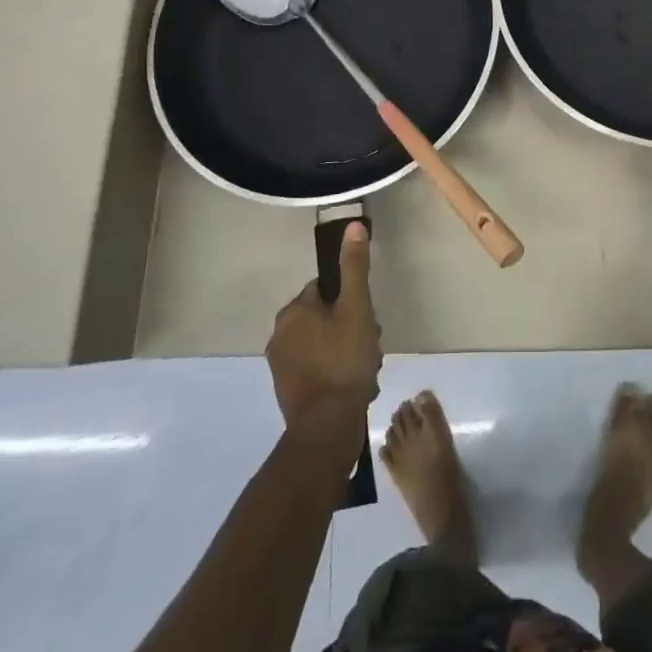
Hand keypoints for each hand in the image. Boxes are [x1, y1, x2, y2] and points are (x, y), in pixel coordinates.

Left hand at [266, 222, 381, 437]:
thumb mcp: (357, 309)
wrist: (327, 427)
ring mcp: (282, 365)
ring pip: (325, 344)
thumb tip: (352, 225)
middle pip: (327, 317)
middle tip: (371, 347)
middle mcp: (280, 334)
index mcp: (294, 311)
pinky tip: (356, 386)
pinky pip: (319, 368)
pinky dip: (337, 373)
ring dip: (348, 352)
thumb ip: (354, 267)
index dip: (353, 301)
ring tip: (367, 371)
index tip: (369, 319)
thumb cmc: (344, 361)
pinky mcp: (289, 390)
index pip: (327, 289)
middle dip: (353, 329)